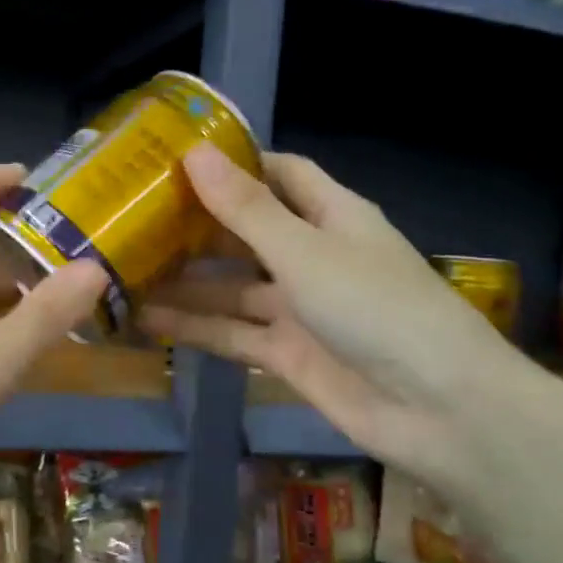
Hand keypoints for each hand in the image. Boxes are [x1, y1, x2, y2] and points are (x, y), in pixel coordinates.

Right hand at [141, 145, 524, 483]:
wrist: (438, 410)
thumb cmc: (376, 308)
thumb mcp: (304, 251)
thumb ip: (246, 210)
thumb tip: (195, 153)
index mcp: (331, 216)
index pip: (279, 174)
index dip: (233, 164)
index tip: (175, 159)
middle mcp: (312, 256)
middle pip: (246, 231)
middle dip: (196, 225)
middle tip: (132, 217)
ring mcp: (298, 308)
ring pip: (231, 287)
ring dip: (185, 282)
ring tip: (125, 270)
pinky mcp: (286, 354)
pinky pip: (232, 333)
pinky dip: (194, 327)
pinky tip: (146, 320)